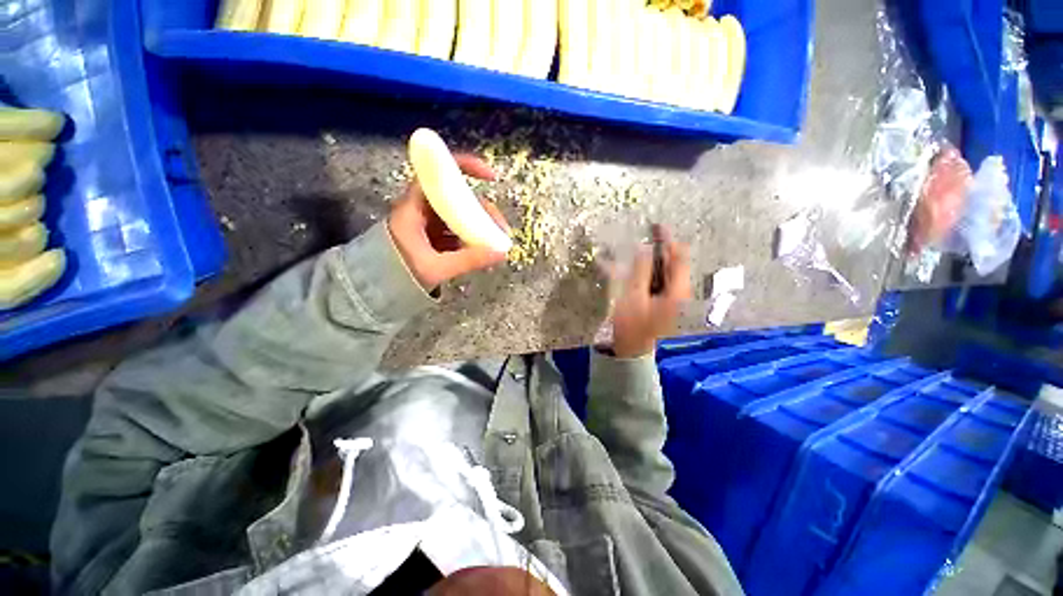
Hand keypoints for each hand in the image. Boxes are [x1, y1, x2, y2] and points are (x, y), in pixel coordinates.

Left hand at [388, 154, 510, 289]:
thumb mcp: (435, 268)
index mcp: (414, 208)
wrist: (379, 289)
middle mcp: (422, 210)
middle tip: (501, 229)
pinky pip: (458, 229)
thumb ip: (467, 260)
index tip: (491, 177)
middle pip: (458, 197)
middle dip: (483, 210)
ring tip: (497, 242)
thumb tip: (501, 252)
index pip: (438, 175)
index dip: (465, 168)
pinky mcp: (435, 236)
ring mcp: (429, 223)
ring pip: (460, 214)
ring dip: (481, 225)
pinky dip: (472, 236)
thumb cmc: (399, 274)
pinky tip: (484, 249)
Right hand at [610, 226, 691, 357]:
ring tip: (642, 246)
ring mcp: (675, 298)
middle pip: (676, 263)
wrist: (632, 349)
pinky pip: (664, 279)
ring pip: (670, 270)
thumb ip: (641, 271)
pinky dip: (654, 269)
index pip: (679, 258)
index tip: (656, 226)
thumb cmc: (632, 324)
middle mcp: (681, 293)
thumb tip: (644, 248)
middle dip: (663, 247)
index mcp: (678, 292)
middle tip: (648, 233)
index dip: (668, 240)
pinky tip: (643, 265)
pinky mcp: (667, 301)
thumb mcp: (633, 296)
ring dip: (658, 258)